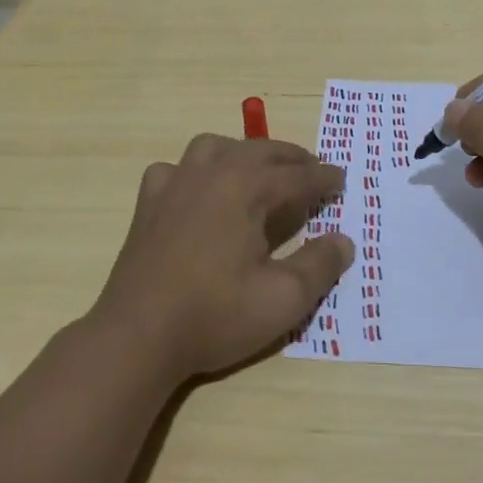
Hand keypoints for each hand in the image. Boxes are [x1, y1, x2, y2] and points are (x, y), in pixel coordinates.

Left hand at [91, 134, 354, 381]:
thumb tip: (344, 240)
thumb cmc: (215, 315)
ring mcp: (174, 184)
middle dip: (290, 157)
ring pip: (214, 147)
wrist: (138, 335)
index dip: (323, 178)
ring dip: (243, 152)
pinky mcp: (148, 203)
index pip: (296, 176)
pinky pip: (175, 169)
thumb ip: (320, 266)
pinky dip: (194, 172)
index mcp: (245, 188)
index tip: (341, 179)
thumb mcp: (283, 299)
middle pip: (258, 151)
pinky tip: (198, 191)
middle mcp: (210, 174)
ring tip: (258, 171)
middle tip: (311, 169)